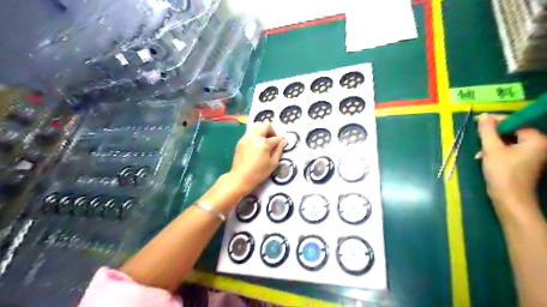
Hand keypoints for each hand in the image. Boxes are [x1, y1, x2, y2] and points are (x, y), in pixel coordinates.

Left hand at [227, 121, 286, 194]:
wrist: (240, 177)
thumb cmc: (259, 173)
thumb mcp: (273, 163)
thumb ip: (279, 150)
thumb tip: (283, 141)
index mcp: (264, 143)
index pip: (276, 137)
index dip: (281, 140)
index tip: (281, 143)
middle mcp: (255, 137)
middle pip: (265, 124)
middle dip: (271, 130)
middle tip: (272, 140)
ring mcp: (246, 137)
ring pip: (256, 125)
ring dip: (263, 131)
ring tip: (264, 141)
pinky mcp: (241, 140)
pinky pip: (250, 132)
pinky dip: (255, 134)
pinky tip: (256, 145)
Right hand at [478, 114, 546, 218]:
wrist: (510, 199)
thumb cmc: (503, 173)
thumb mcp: (491, 149)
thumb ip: (487, 131)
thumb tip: (483, 116)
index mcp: (537, 140)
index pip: (516, 122)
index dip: (497, 121)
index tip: (479, 121)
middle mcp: (539, 145)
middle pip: (512, 132)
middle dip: (493, 135)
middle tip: (479, 139)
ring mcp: (533, 155)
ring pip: (509, 142)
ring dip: (492, 144)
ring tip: (480, 152)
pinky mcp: (525, 162)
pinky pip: (509, 150)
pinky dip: (496, 151)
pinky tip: (484, 157)